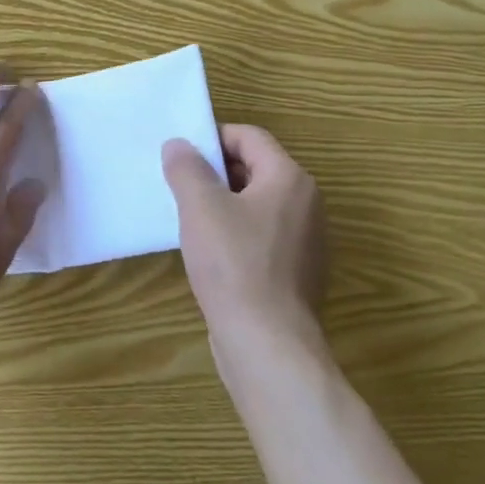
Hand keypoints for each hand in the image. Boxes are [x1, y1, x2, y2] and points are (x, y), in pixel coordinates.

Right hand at [162, 125, 326, 345]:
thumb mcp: (201, 206)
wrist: (267, 346)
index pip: (249, 137)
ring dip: (222, 204)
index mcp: (289, 179)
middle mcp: (305, 204)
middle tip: (179, 185)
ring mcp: (304, 242)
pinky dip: (234, 234)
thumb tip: (179, 145)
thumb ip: (187, 168)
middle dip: (214, 172)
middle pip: (255, 168)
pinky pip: (260, 236)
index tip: (181, 156)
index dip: (212, 138)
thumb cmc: (234, 265)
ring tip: (188, 218)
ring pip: (256, 204)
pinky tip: (209, 254)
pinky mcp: (295, 273)